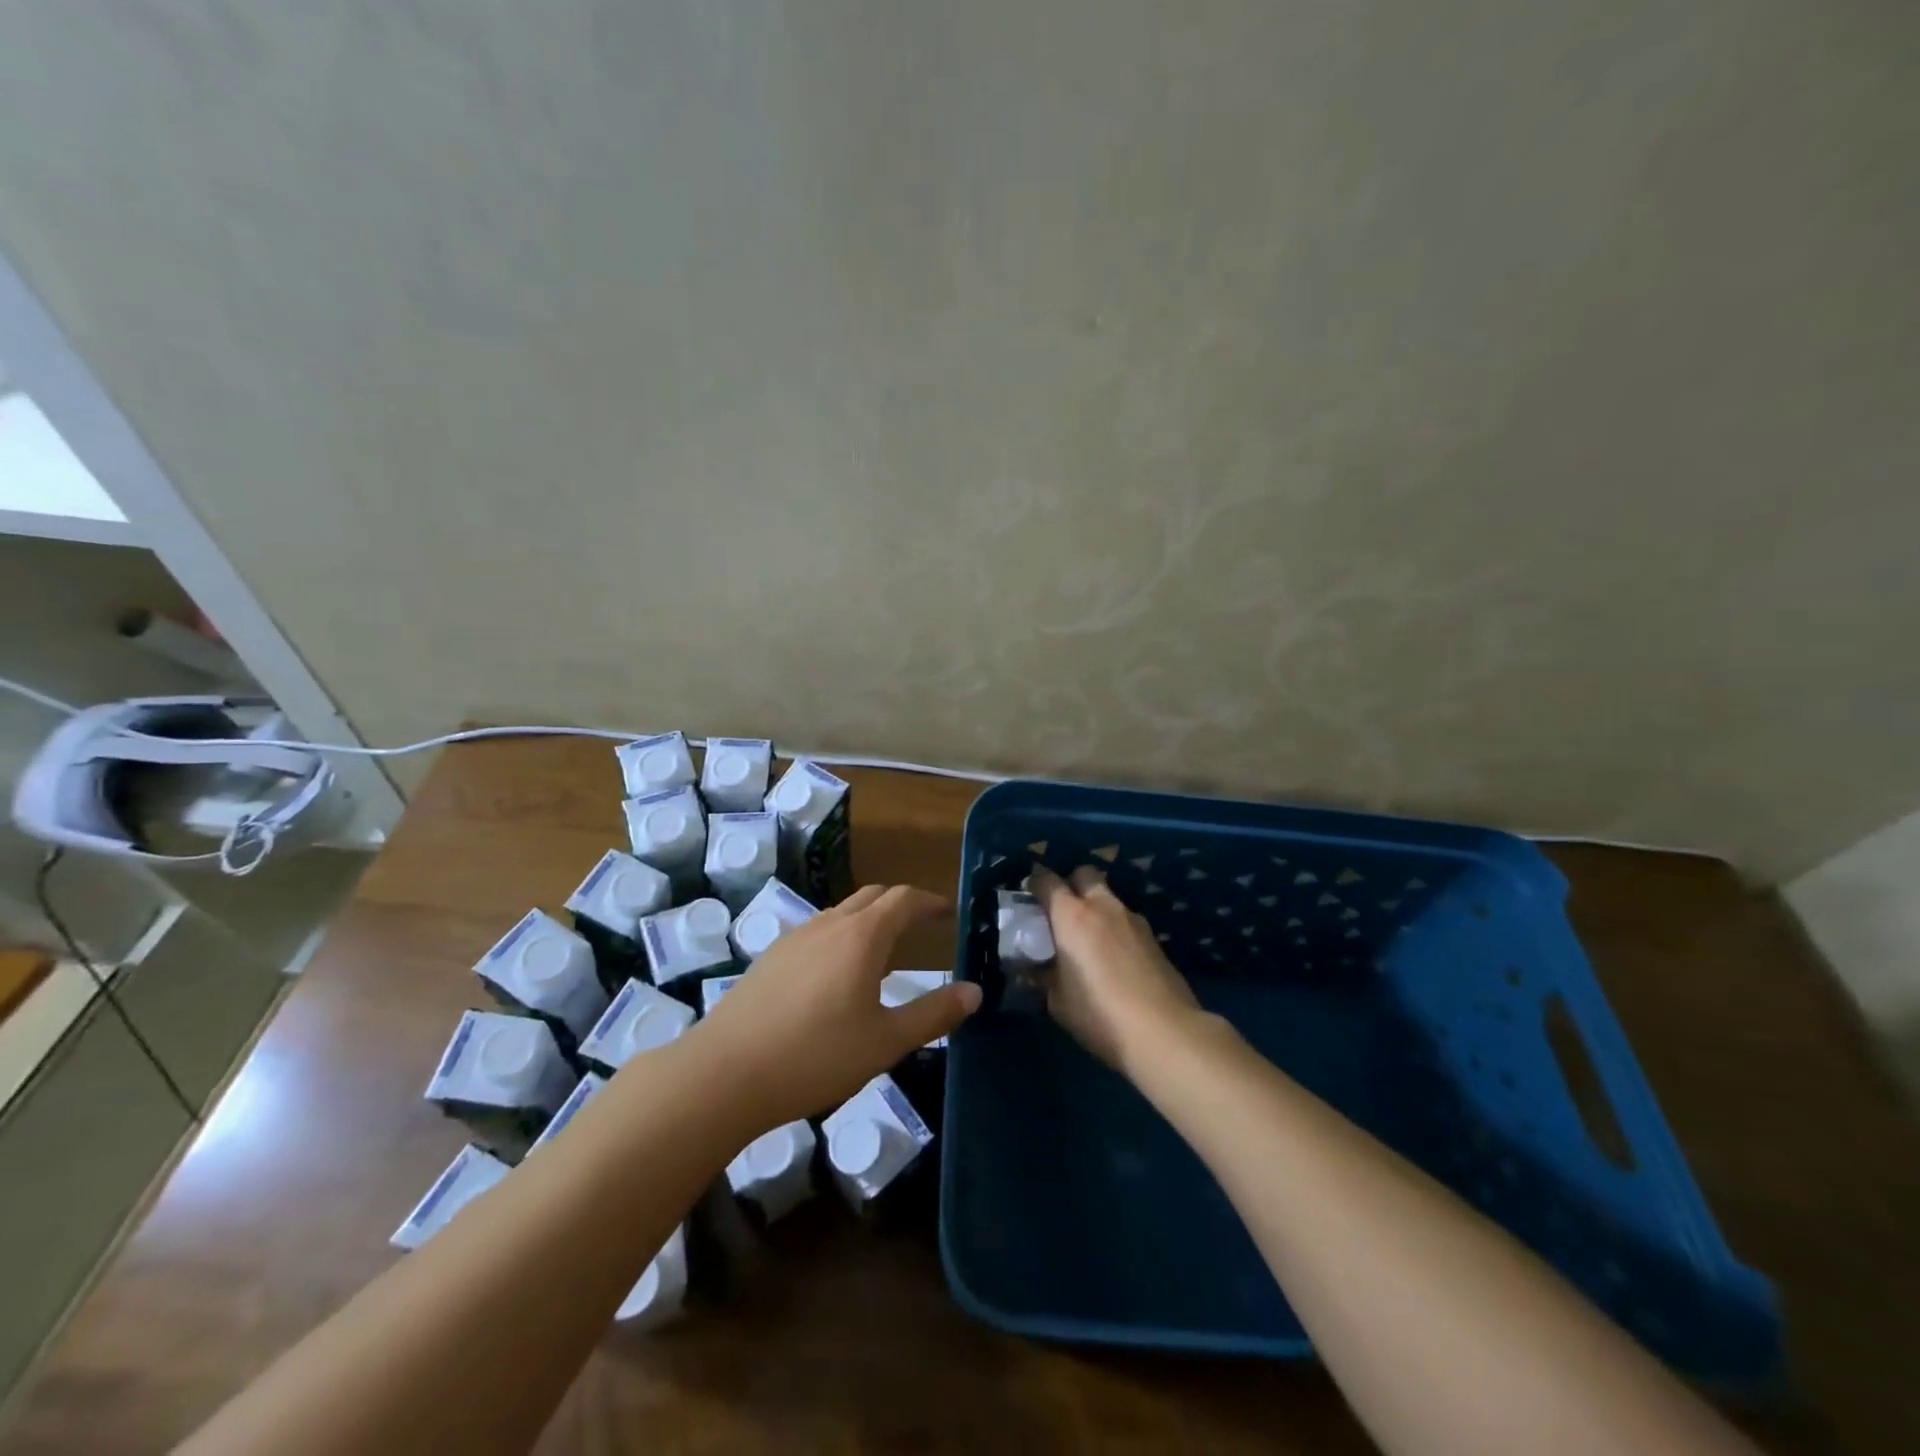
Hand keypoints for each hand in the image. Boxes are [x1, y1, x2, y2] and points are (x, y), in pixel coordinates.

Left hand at [693, 884, 981, 1126]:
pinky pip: (817, 931)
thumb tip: (974, 991)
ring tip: (882, 950)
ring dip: (868, 919)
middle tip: (921, 925)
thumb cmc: (815, 1056)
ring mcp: (794, 937)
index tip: (948, 912)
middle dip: (901, 904)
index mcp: (862, 936)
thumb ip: (933, 1014)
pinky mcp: (770, 956)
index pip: (904, 899)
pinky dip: (840, 935)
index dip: (929, 902)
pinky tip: (835, 974)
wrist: (724, 1073)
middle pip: (872, 896)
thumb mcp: (885, 1041)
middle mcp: (829, 924)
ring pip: (841, 912)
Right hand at [1029, 866, 1204, 1071]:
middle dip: (1070, 883)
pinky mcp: (1153, 937)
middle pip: (1084, 874)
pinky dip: (1114, 927)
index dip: (1034, 882)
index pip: (1047, 880)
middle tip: (1060, 911)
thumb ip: (1042, 976)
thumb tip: (1033, 967)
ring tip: (1088, 937)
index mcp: (1072, 915)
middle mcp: (1102, 906)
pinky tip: (1113, 956)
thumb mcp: (1057, 1000)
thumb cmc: (1099, 1013)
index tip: (1027, 893)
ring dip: (1095, 906)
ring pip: (1108, 896)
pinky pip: (1125, 920)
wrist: (1164, 1031)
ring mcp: (1133, 919)